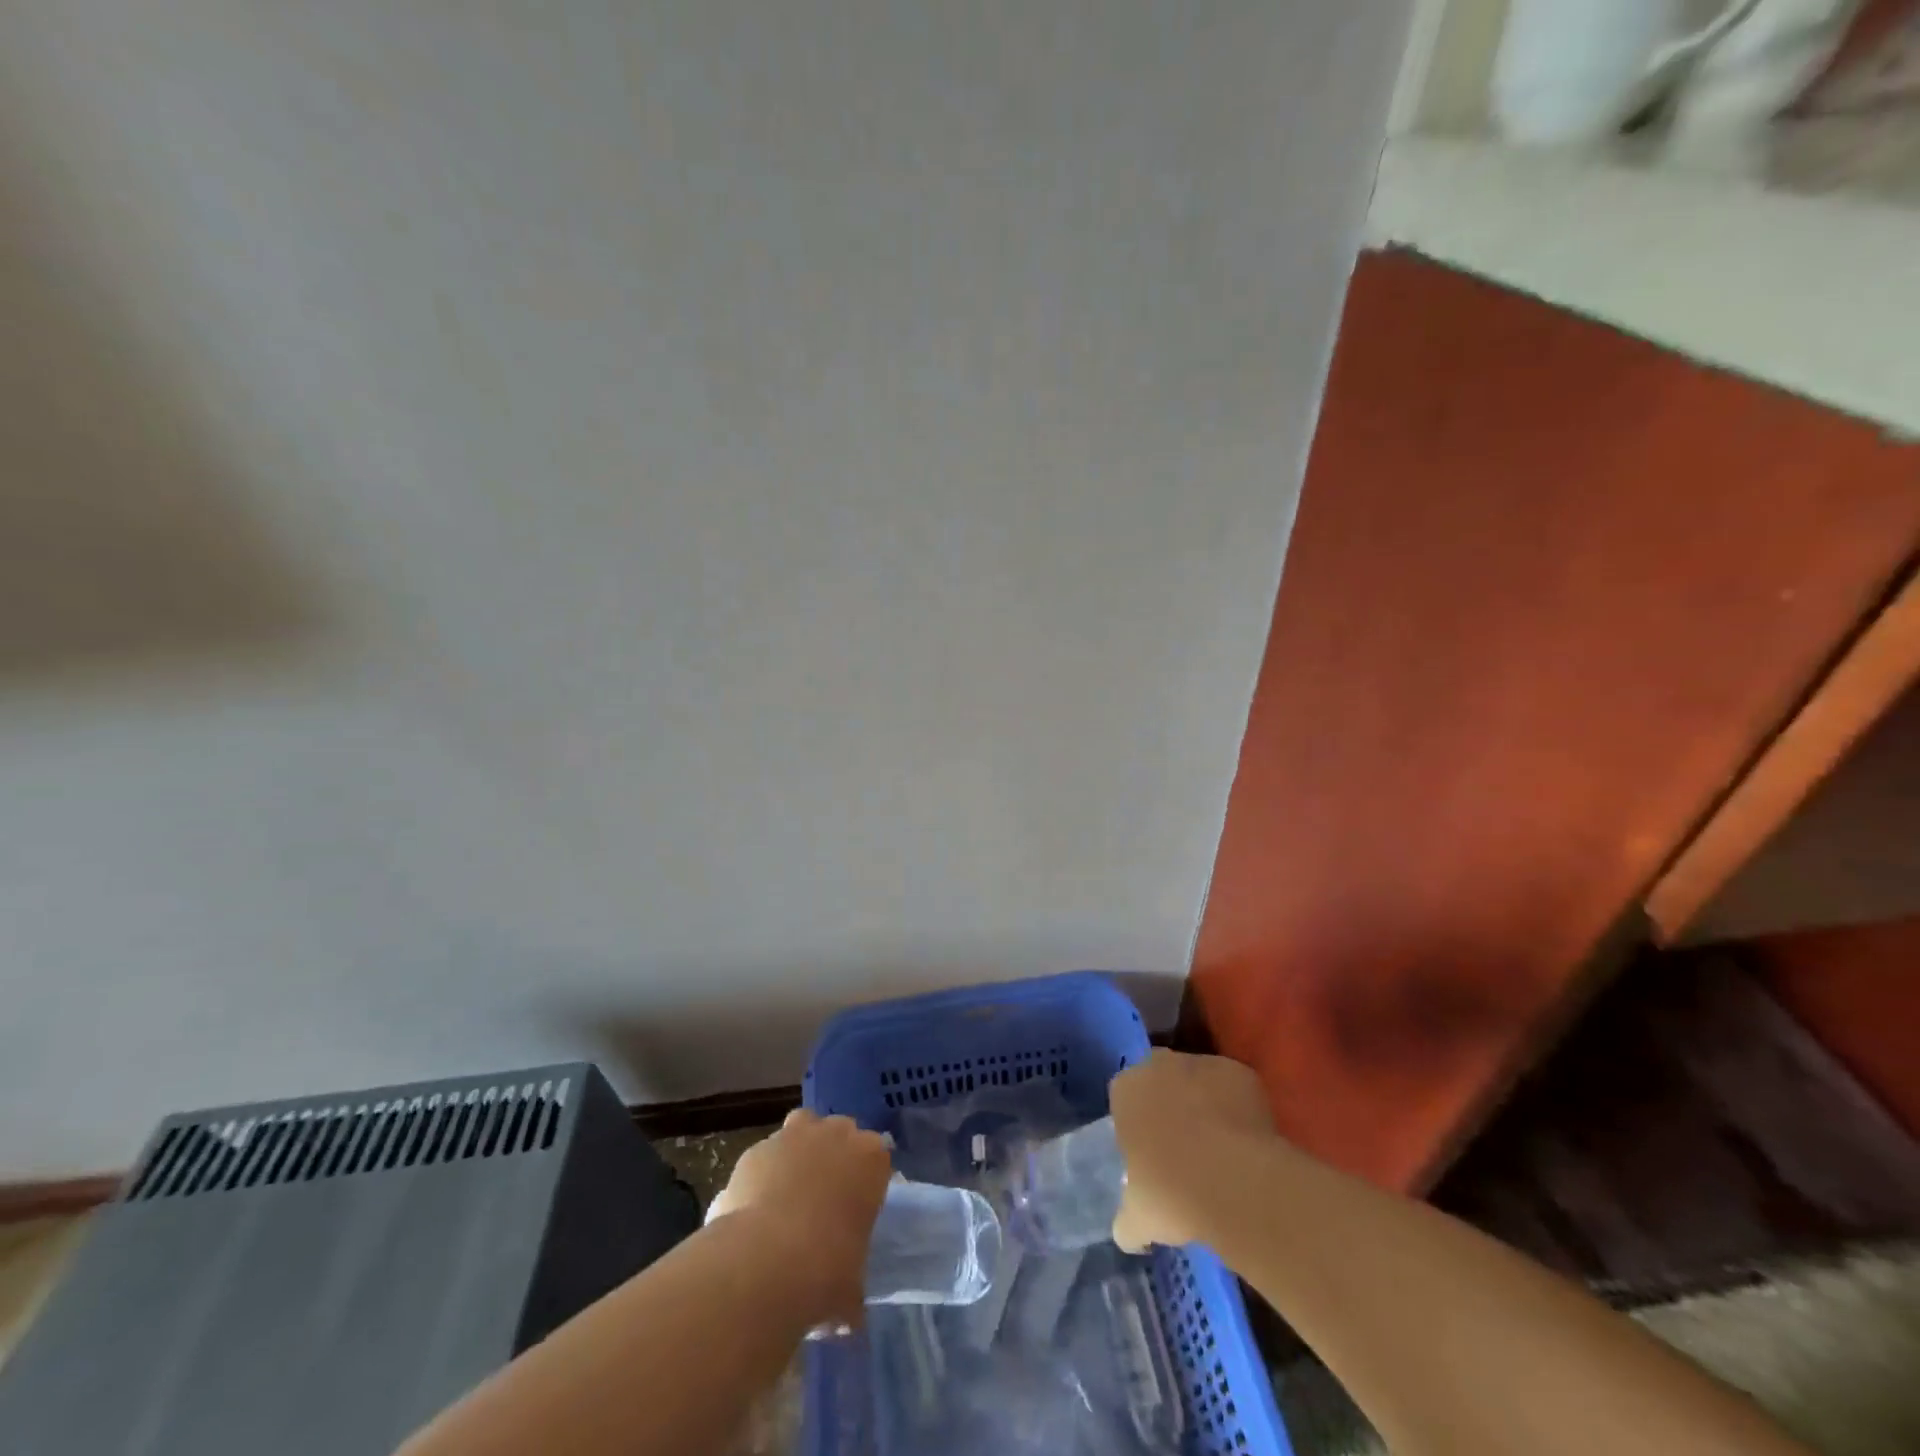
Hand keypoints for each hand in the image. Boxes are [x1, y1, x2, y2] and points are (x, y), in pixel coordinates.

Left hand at [709, 1109, 891, 1324]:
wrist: (764, 1262)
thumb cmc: (825, 1271)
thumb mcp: (851, 1292)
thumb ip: (853, 1295)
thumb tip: (849, 1318)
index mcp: (871, 1158)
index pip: (878, 1157)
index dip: (866, 1182)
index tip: (857, 1209)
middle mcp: (837, 1134)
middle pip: (840, 1135)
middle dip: (833, 1159)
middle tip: (824, 1201)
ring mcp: (794, 1135)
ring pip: (803, 1131)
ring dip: (799, 1154)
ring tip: (789, 1195)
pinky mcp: (756, 1147)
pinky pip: (766, 1155)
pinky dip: (764, 1174)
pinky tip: (756, 1208)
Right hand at [1111, 1049, 1275, 1251]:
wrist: (1236, 1182)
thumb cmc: (1173, 1193)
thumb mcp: (1139, 1218)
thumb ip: (1127, 1220)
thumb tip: (1128, 1233)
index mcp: (1127, 1089)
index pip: (1124, 1098)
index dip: (1137, 1125)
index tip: (1149, 1156)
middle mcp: (1160, 1065)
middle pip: (1160, 1080)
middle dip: (1168, 1105)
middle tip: (1183, 1149)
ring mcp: (1203, 1063)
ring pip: (1199, 1082)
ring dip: (1204, 1105)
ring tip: (1220, 1152)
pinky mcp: (1241, 1073)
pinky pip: (1234, 1090)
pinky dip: (1238, 1109)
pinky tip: (1246, 1145)